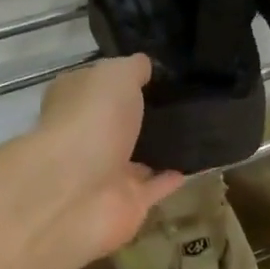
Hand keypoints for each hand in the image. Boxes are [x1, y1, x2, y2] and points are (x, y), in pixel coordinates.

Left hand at [7, 55, 184, 268]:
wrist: (78, 190)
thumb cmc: (92, 120)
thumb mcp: (115, 76)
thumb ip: (132, 69)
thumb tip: (144, 65)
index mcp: (74, 102)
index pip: (94, 86)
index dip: (119, 79)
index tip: (154, 73)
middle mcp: (86, 137)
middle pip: (115, 125)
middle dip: (139, 117)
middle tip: (181, 102)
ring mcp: (105, 174)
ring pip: (135, 160)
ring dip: (156, 150)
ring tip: (193, 133)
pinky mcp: (126, 204)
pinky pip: (154, 189)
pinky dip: (170, 180)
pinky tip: (195, 166)